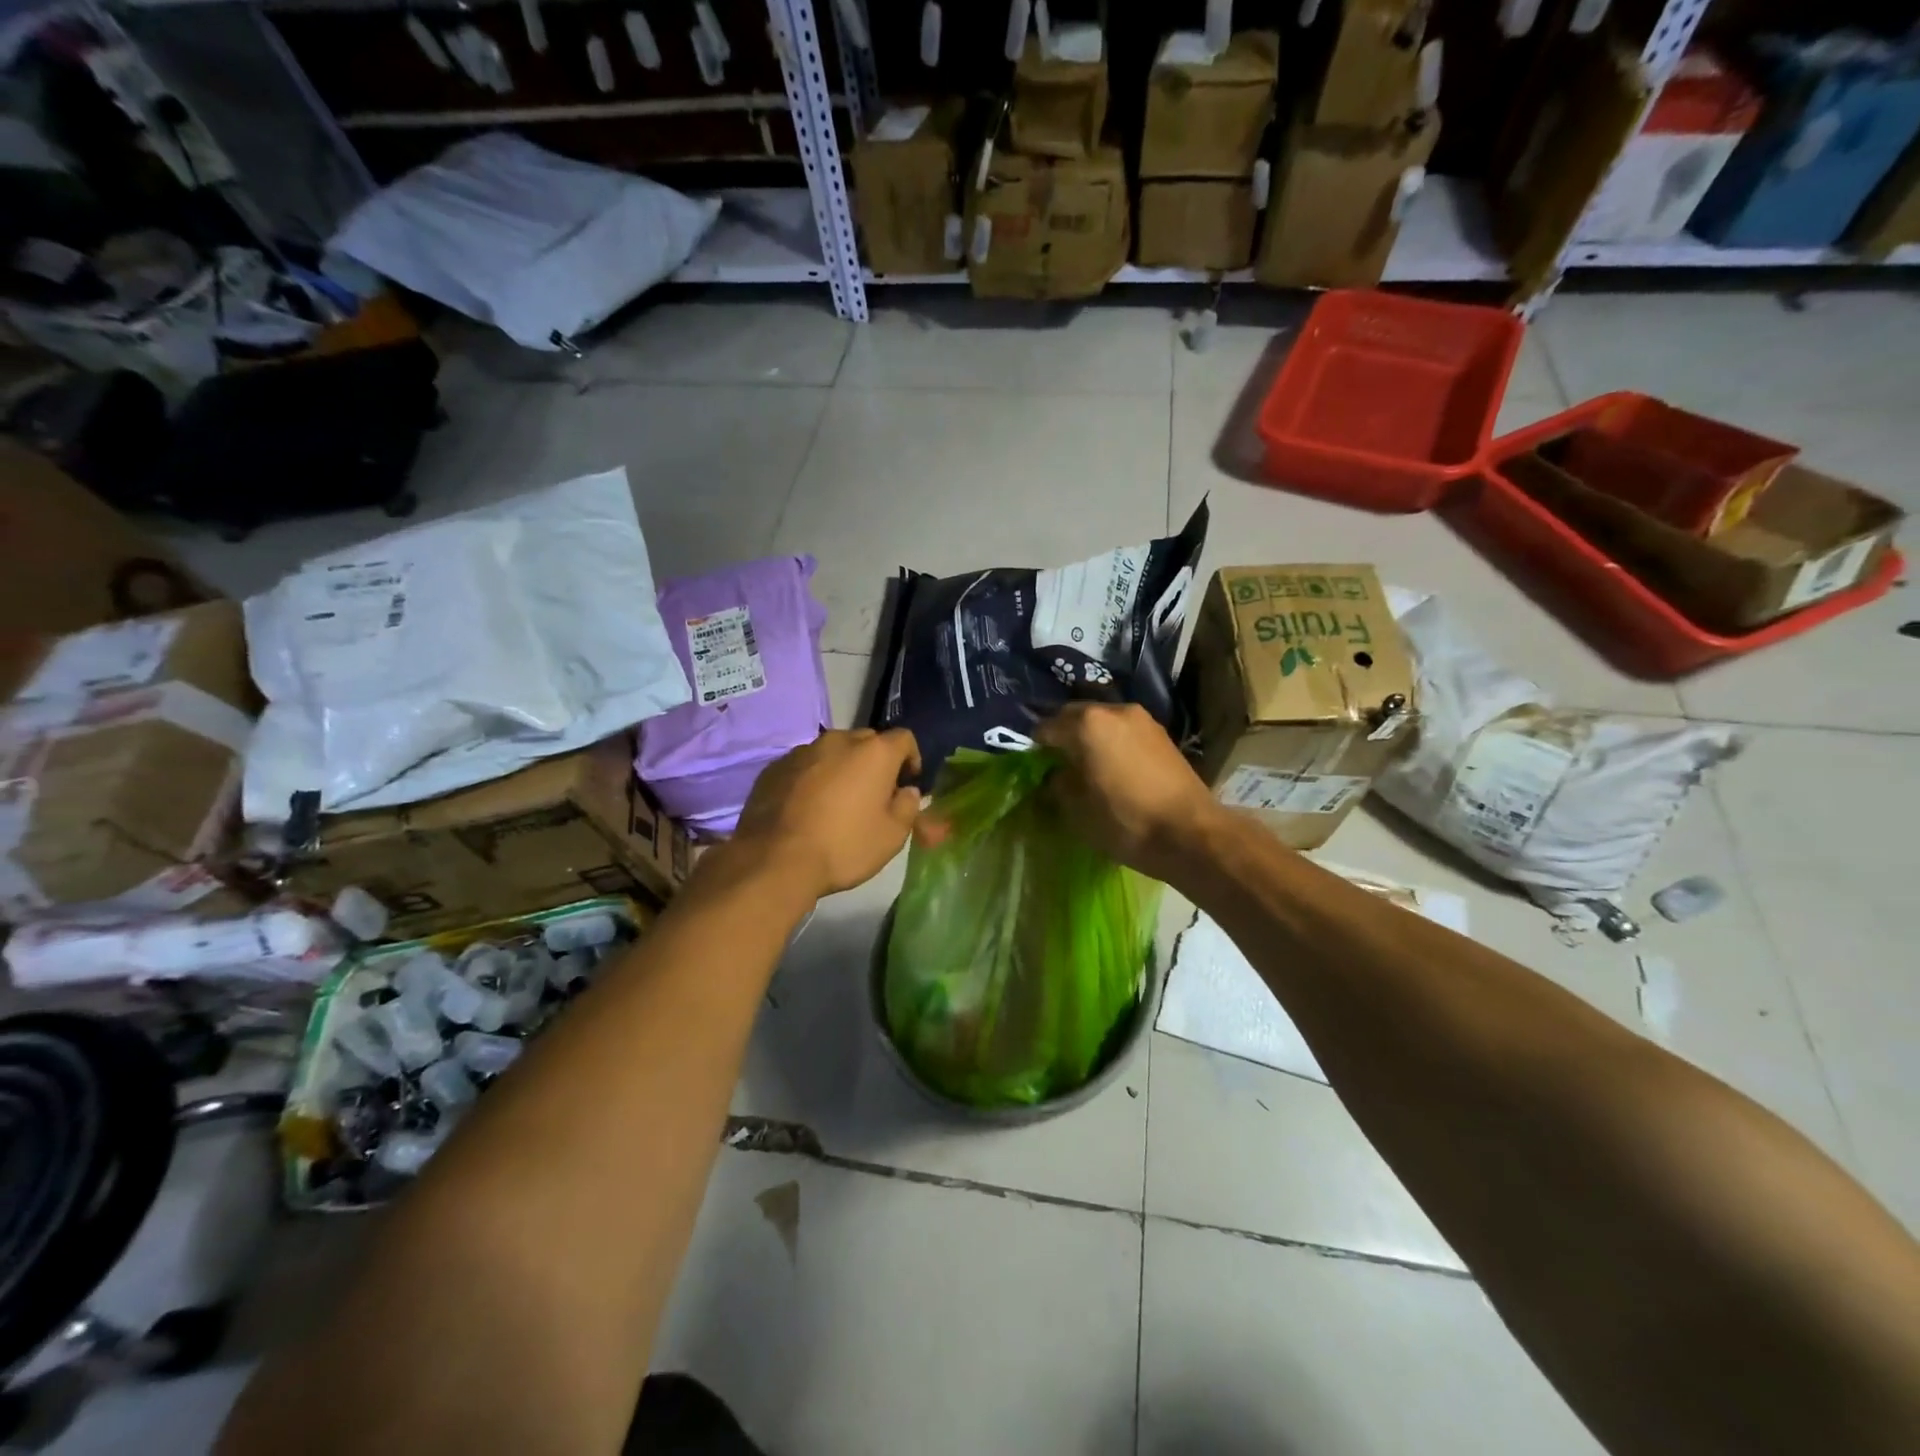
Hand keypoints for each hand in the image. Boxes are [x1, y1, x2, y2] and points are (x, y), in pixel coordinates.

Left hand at [731, 728, 922, 898]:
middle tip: (873, 794)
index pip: (904, 739)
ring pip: (832, 752)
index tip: (907, 783)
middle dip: (874, 762)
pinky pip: (804, 766)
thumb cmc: (844, 846)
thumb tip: (907, 792)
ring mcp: (803, 751)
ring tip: (836, 801)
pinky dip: (812, 778)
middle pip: (866, 741)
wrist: (775, 860)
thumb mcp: (892, 836)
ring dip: (841, 768)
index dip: (910, 759)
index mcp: (874, 752)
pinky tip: (807, 808)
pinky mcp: (775, 767)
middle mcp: (839, 741)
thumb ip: (907, 806)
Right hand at [1035, 703, 1222, 884]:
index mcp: (1086, 724)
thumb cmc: (1125, 821)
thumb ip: (1058, 784)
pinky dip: (1112, 742)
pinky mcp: (1161, 734)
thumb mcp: (1077, 810)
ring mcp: (1142, 719)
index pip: (1046, 727)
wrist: (1190, 833)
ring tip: (1087, 765)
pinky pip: (1124, 731)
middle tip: (1057, 763)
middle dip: (1063, 735)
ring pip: (1102, 721)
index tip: (1033, 766)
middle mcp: (1114, 710)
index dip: (1035, 747)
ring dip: (1090, 737)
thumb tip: (1056, 775)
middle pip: (1075, 715)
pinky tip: (1113, 766)